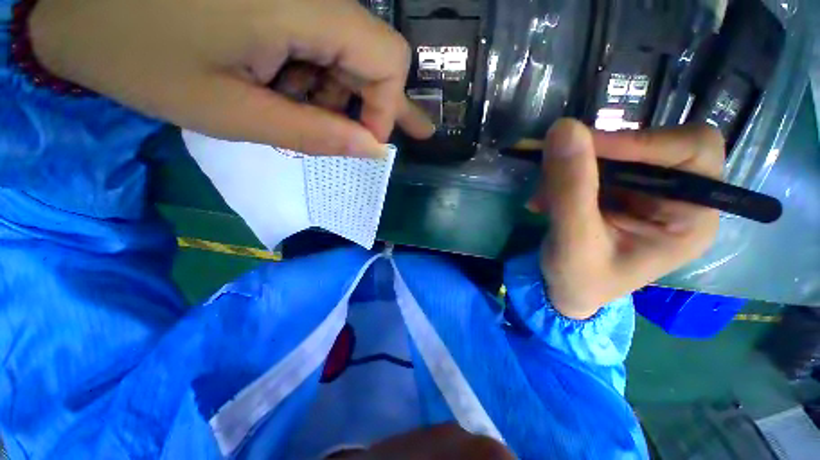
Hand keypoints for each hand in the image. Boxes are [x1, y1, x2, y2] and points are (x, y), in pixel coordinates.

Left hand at [29, 0, 433, 156]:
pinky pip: (323, 41)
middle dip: (368, 106)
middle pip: (375, 56)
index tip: (365, 143)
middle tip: (361, 142)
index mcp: (302, 7)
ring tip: (295, 110)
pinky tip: (282, 84)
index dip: (387, 109)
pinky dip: (315, 76)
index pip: (388, 61)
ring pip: (350, 53)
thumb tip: (372, 149)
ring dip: (335, 94)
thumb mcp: (234, 113)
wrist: (76, 2)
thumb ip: (316, 135)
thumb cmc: (137, 55)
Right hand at [528, 119, 723, 318]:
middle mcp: (678, 199)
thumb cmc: (578, 279)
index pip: (692, 151)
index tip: (584, 146)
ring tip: (541, 197)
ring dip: (572, 168)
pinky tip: (544, 199)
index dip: (642, 141)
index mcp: (691, 219)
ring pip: (616, 153)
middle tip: (555, 169)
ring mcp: (647, 194)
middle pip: (653, 145)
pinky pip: (594, 166)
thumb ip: (570, 188)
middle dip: (598, 156)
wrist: (565, 291)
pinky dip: (564, 175)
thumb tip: (564, 127)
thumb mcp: (573, 240)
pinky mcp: (619, 192)